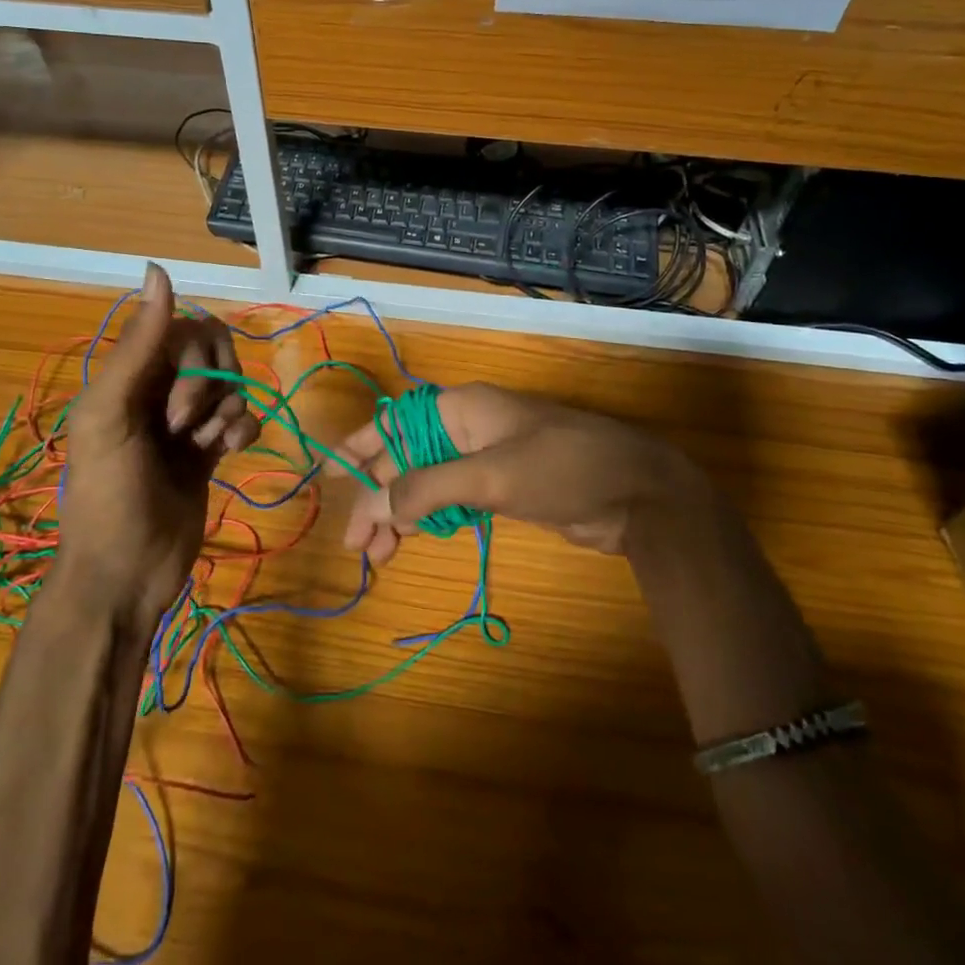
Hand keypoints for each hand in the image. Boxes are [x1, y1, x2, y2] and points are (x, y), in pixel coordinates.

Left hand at [51, 264, 259, 623]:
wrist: (126, 574)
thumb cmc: (110, 493)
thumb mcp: (111, 413)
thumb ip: (139, 343)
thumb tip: (157, 268)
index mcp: (131, 373)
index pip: (187, 331)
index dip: (196, 364)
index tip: (176, 410)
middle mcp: (161, 388)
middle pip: (215, 354)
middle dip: (211, 389)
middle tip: (186, 430)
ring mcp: (188, 419)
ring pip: (232, 384)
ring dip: (228, 412)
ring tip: (206, 447)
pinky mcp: (211, 448)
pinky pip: (243, 416)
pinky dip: (244, 429)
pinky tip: (231, 452)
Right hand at [338, 382, 705, 562]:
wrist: (636, 494)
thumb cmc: (561, 468)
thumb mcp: (490, 476)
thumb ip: (429, 487)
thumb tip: (375, 504)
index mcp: (461, 409)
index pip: (395, 422)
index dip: (359, 447)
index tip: (328, 478)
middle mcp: (466, 429)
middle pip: (406, 458)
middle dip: (377, 496)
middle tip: (354, 543)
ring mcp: (484, 460)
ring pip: (425, 483)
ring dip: (399, 514)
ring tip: (375, 555)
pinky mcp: (501, 489)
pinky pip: (450, 501)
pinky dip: (427, 520)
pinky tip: (410, 541)